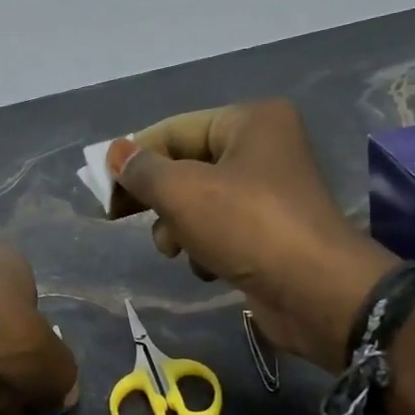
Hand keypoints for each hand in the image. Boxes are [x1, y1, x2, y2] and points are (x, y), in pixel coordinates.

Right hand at [107, 99, 396, 371]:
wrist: (315, 292)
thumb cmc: (247, 226)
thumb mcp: (183, 192)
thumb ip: (142, 171)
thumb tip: (115, 154)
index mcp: (251, 122)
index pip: (175, 130)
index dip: (133, 157)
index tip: (100, 188)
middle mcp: (264, 149)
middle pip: (187, 167)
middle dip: (157, 198)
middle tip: (116, 217)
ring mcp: (269, 194)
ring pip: (199, 203)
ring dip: (179, 228)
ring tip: (176, 249)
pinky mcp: (270, 234)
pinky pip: (221, 231)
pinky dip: (206, 247)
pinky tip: (208, 267)